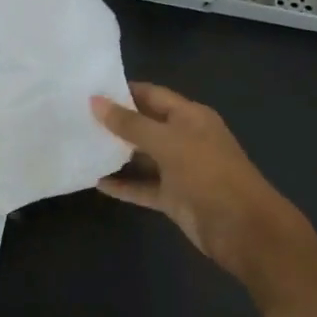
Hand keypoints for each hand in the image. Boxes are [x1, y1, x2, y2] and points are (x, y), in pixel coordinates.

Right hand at [89, 82, 306, 285]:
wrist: (241, 227)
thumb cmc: (207, 173)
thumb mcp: (167, 142)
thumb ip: (130, 123)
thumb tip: (95, 101)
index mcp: (190, 117)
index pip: (152, 95)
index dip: (123, 91)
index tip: (89, 89)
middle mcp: (185, 139)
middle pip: (145, 125)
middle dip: (115, 122)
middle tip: (75, 117)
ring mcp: (180, 170)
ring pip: (142, 158)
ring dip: (116, 155)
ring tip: (80, 147)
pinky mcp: (174, 198)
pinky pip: (143, 187)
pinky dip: (123, 185)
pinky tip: (96, 182)